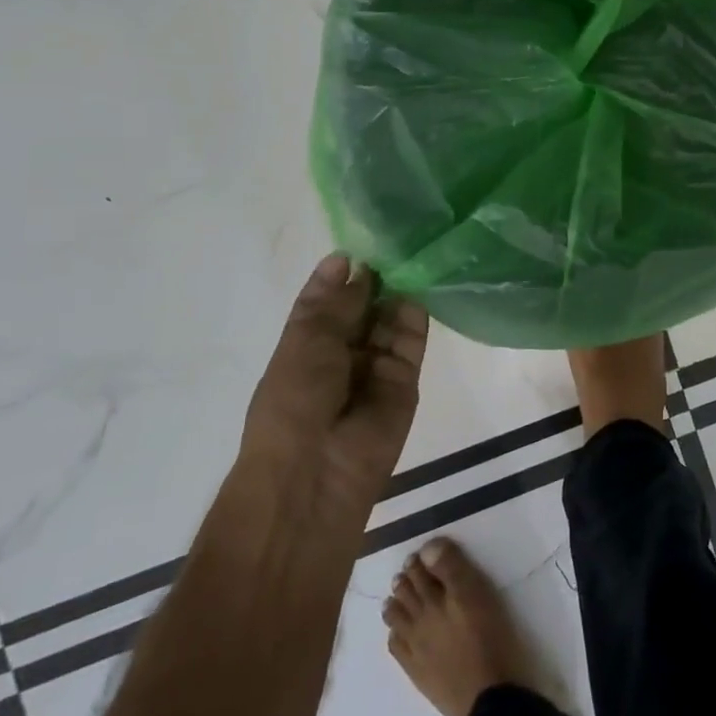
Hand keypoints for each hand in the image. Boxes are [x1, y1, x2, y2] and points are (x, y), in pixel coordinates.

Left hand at [238, 253, 428, 531]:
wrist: (316, 472)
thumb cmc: (294, 400)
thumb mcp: (306, 339)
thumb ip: (335, 301)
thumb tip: (349, 260)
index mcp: (307, 346)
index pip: (328, 302)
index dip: (342, 275)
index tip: (361, 244)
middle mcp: (342, 355)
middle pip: (364, 309)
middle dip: (375, 280)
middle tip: (396, 242)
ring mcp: (375, 368)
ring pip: (390, 321)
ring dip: (397, 293)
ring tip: (412, 256)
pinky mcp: (406, 381)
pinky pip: (412, 341)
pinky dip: (416, 315)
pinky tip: (421, 286)